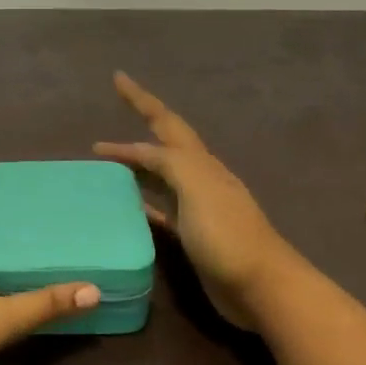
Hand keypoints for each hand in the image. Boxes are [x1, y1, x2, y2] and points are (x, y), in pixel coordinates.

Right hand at [94, 72, 292, 329]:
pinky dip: (143, 203)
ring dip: (136, 165)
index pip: (164, 122)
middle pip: (163, 145)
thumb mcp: (197, 188)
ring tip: (105, 164)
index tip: (117, 78)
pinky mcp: (192, 236)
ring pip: (160, 176)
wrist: (260, 286)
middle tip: (112, 112)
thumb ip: (169, 163)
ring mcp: (196, 207)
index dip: (140, 99)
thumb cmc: (227, 235)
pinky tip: (127, 208)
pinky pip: (161, 210)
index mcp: (199, 162)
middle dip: (139, 125)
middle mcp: (198, 178)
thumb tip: (138, 151)